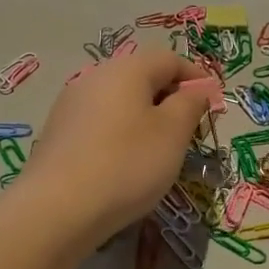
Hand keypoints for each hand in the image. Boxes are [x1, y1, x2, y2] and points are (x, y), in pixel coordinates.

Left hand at [16, 49, 209, 248]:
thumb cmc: (127, 164)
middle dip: (170, 99)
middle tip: (189, 132)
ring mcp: (70, 105)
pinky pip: (99, 124)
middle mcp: (94, 77)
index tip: (212, 106)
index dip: (196, 77)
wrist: (56, 209)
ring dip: (144, 119)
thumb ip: (190, 104)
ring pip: (119, 102)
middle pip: (141, 77)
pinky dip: (120, 135)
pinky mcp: (57, 134)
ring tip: (159, 152)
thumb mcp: (173, 133)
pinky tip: (124, 165)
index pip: (169, 58)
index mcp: (126, 69)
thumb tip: (196, 88)